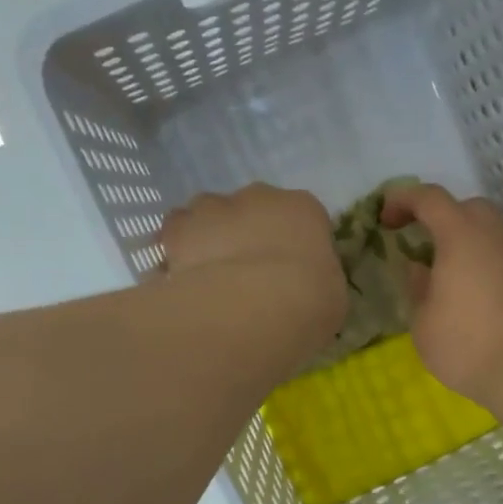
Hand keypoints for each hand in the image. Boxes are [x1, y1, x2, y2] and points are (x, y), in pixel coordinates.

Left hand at [160, 184, 346, 334]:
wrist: (254, 306)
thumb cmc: (308, 302)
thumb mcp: (330, 297)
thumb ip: (313, 282)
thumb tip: (301, 290)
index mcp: (304, 209)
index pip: (300, 217)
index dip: (290, 243)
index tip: (287, 271)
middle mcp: (258, 197)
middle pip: (249, 209)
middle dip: (245, 234)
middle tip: (245, 275)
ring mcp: (213, 207)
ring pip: (207, 216)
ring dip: (207, 238)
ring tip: (207, 278)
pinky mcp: (177, 229)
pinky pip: (172, 238)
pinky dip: (174, 255)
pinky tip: (178, 283)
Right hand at [381, 184, 502, 409]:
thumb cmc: (465, 345)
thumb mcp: (423, 322)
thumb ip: (418, 287)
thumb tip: (420, 269)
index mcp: (461, 235)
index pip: (429, 198)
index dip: (403, 200)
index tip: (386, 219)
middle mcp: (497, 235)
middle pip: (468, 208)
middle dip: (442, 218)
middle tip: (424, 246)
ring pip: (494, 232)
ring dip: (470, 243)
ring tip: (453, 274)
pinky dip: (491, 266)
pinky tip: (481, 297)